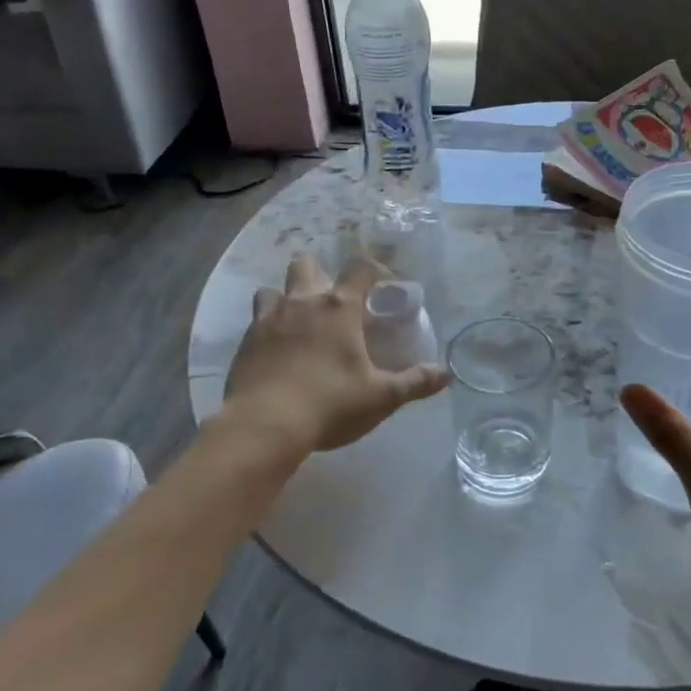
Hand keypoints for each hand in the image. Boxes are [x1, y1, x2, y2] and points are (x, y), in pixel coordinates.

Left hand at [222, 255, 449, 454]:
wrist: (264, 425)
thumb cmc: (330, 404)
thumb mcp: (381, 397)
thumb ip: (414, 382)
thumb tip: (446, 375)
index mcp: (339, 308)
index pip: (359, 268)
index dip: (374, 269)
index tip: (383, 284)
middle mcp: (302, 302)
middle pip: (306, 264)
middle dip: (319, 273)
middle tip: (332, 301)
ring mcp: (268, 319)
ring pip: (272, 289)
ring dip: (285, 297)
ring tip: (298, 321)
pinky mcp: (245, 341)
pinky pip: (255, 320)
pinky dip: (267, 327)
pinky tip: (276, 351)